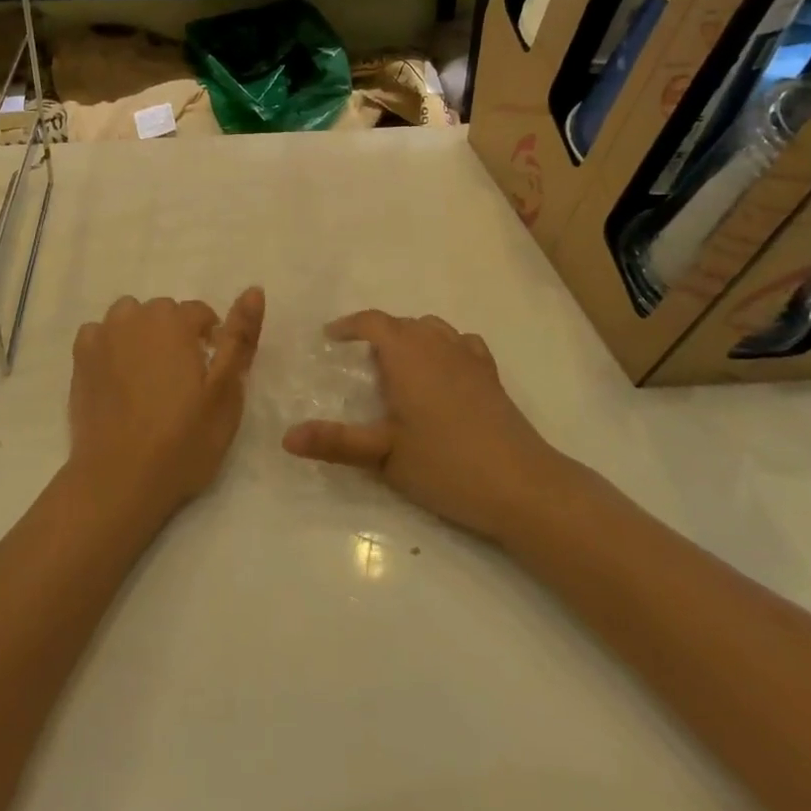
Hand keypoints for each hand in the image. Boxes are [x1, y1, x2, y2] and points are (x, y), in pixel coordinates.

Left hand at [68, 289, 265, 527]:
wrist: (119, 479)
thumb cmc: (182, 440)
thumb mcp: (226, 393)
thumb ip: (240, 338)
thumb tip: (254, 289)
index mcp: (173, 322)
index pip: (199, 312)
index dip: (210, 340)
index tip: (209, 373)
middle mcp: (135, 318)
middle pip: (163, 312)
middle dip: (176, 334)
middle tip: (182, 380)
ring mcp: (102, 336)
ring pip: (129, 317)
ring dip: (142, 334)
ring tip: (149, 375)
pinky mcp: (79, 359)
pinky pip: (99, 334)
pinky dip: (110, 345)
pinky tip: (117, 376)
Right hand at [282, 310, 576, 542]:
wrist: (524, 487)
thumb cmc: (447, 466)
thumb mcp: (383, 456)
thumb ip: (335, 442)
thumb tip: (286, 438)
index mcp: (408, 356)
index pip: (374, 322)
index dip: (350, 325)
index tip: (331, 337)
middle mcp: (439, 347)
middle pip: (403, 323)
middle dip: (378, 333)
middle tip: (358, 360)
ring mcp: (470, 360)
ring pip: (435, 329)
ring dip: (411, 336)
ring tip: (398, 364)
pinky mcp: (492, 379)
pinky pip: (464, 344)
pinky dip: (446, 346)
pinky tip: (444, 371)